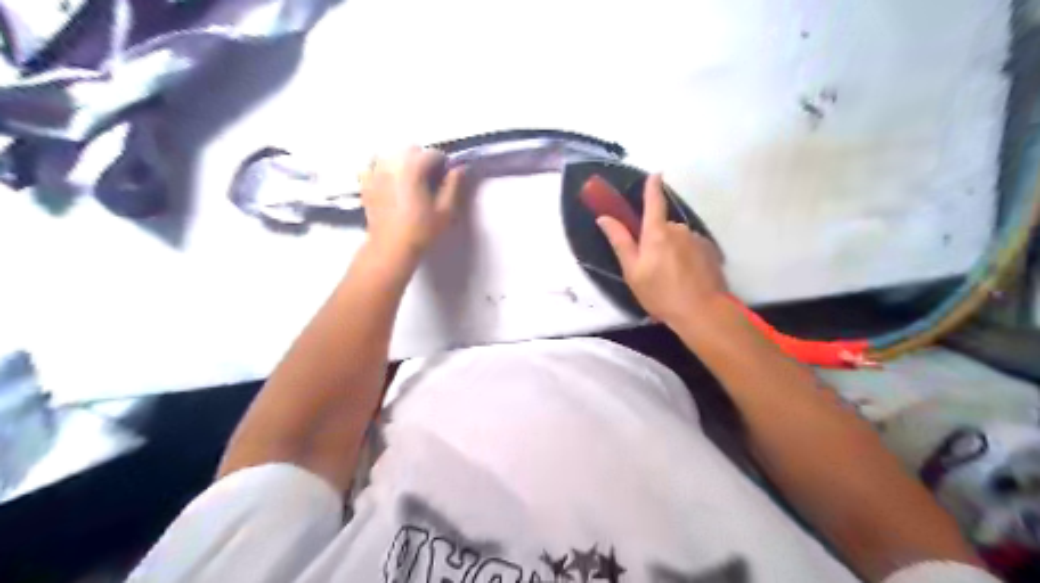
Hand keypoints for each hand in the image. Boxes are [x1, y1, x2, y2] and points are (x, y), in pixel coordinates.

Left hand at [362, 146, 467, 263]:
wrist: (391, 248)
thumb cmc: (421, 230)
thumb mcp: (445, 210)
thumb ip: (453, 185)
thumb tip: (459, 168)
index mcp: (412, 167)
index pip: (433, 154)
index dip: (443, 165)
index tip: (446, 180)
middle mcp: (391, 162)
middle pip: (412, 150)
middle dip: (423, 160)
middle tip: (429, 181)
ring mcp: (375, 171)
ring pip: (393, 154)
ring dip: (404, 162)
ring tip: (410, 182)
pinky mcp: (365, 182)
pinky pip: (374, 164)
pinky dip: (383, 167)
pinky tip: (389, 181)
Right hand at [597, 175, 725, 326]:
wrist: (702, 311)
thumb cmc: (661, 293)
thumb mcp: (633, 271)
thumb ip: (620, 242)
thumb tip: (604, 218)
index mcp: (657, 232)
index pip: (654, 201)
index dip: (652, 186)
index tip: (655, 173)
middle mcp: (679, 229)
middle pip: (663, 227)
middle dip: (656, 240)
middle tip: (652, 267)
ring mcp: (697, 239)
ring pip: (678, 239)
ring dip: (672, 251)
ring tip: (671, 278)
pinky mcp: (710, 251)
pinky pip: (692, 248)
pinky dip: (687, 258)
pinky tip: (686, 278)